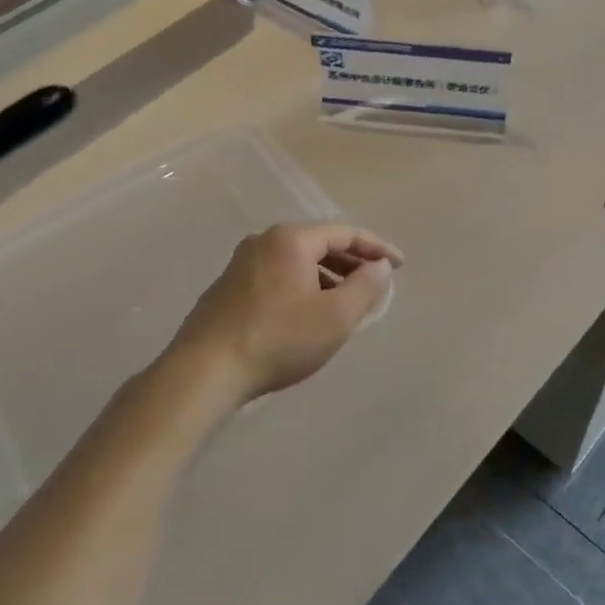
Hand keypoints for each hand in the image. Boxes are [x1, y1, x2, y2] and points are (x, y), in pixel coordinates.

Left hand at [169, 222, 401, 403]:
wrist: (204, 371)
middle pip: (320, 244)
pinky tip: (308, 314)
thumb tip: (380, 266)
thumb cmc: (278, 339)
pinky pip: (278, 276)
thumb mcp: (335, 317)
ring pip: (298, 262)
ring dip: (327, 277)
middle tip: (376, 284)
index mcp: (291, 240)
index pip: (345, 233)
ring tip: (346, 303)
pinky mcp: (228, 287)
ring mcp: (241, 263)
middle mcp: (264, 241)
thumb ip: (366, 286)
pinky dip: (303, 287)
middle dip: (352, 263)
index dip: (377, 248)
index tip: (400, 266)